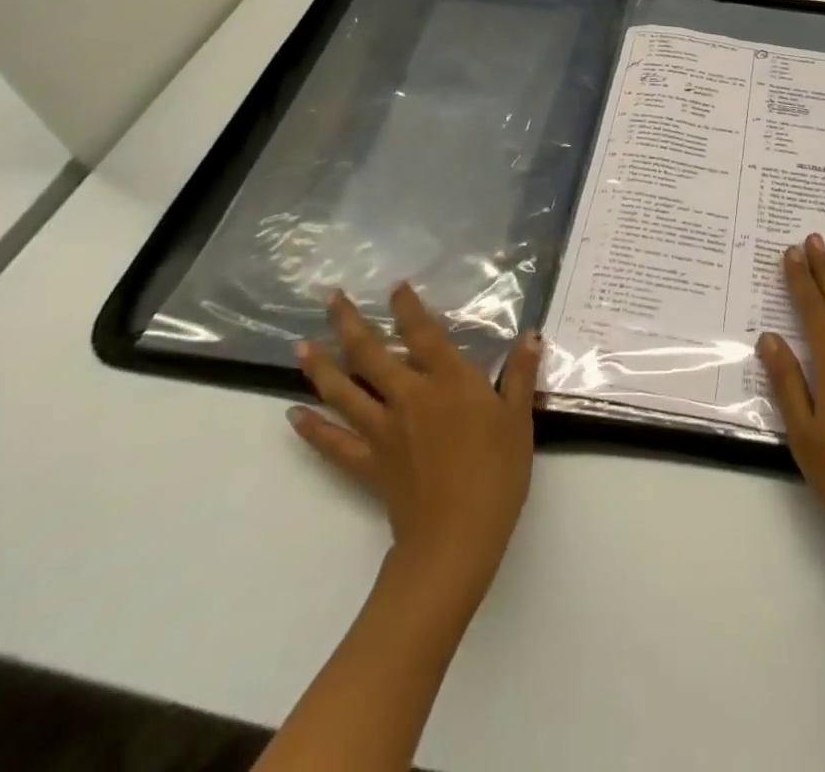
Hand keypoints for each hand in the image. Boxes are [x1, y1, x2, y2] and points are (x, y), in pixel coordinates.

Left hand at [290, 286, 540, 598]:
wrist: (457, 536)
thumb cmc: (497, 471)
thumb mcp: (519, 418)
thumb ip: (521, 374)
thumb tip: (532, 335)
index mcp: (448, 381)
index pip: (424, 333)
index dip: (408, 308)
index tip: (395, 287)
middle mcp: (409, 396)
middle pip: (371, 354)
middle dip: (349, 323)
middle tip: (330, 298)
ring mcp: (383, 430)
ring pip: (344, 391)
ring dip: (321, 367)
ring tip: (301, 345)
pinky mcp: (368, 463)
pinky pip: (333, 442)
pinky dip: (312, 428)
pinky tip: (293, 415)